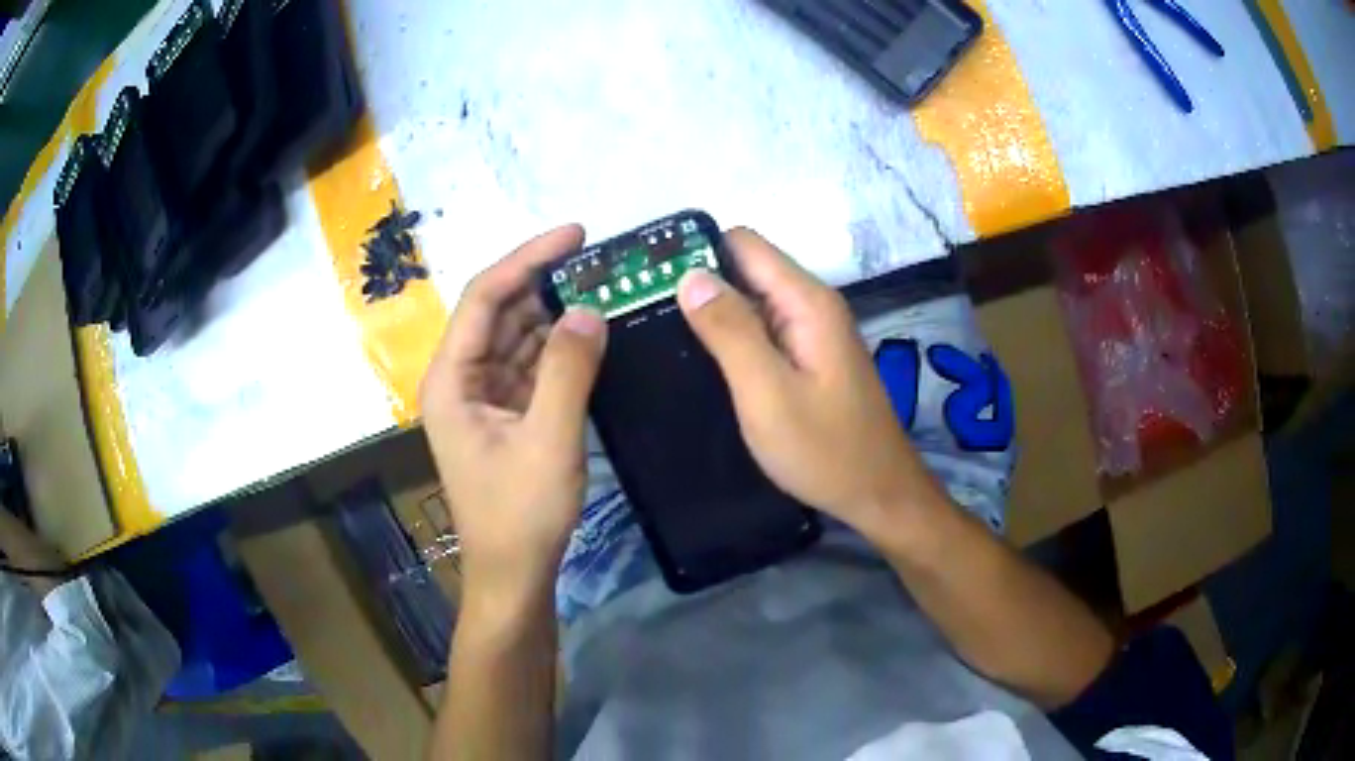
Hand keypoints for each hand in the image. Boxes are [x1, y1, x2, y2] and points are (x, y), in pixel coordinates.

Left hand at [420, 225, 606, 606]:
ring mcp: (483, 397)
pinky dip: (560, 351)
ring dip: (557, 316)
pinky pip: (532, 367)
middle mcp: (461, 379)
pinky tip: (592, 336)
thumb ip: (569, 371)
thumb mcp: (549, 440)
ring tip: (605, 292)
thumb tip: (589, 310)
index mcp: (452, 378)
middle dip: (547, 285)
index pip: (486, 297)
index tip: (576, 234)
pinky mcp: (505, 415)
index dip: (528, 259)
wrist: (514, 574)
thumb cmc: (521, 514)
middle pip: (502, 312)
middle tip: (602, 264)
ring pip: (519, 338)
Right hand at [676, 229, 947, 541]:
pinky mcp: (809, 359)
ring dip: (713, 315)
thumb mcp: (767, 393)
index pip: (744, 244)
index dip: (698, 253)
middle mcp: (811, 306)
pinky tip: (705, 365)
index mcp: (806, 302)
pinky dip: (733, 340)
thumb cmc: (824, 449)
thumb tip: (689, 275)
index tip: (652, 280)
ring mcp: (812, 333)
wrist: (878, 494)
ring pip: (751, 302)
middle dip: (700, 286)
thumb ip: (730, 331)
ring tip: (664, 340)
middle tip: (647, 315)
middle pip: (746, 270)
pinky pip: (763, 332)